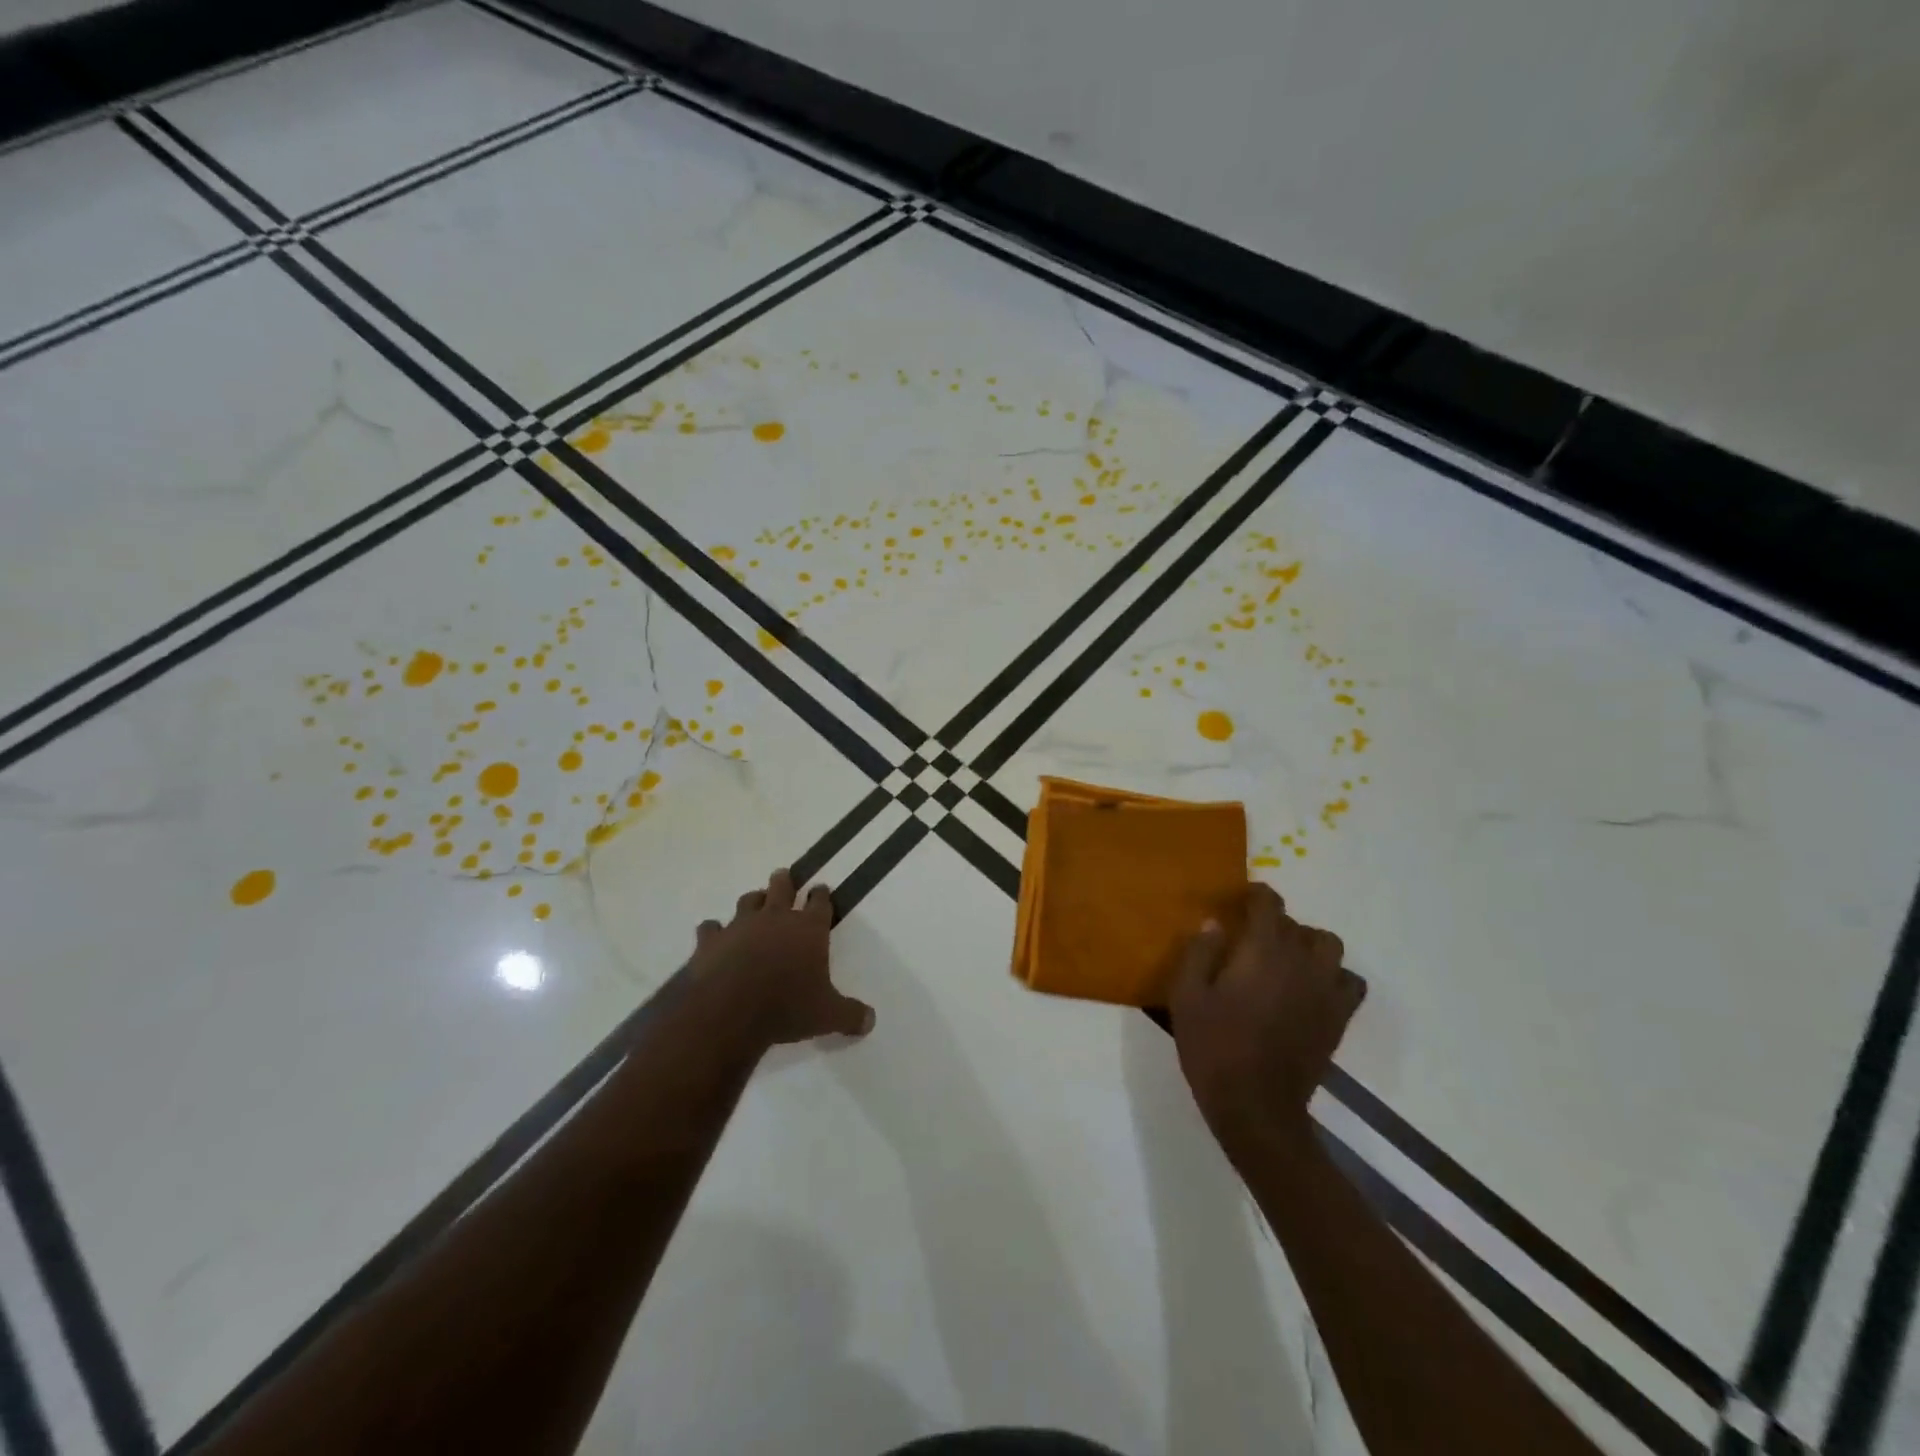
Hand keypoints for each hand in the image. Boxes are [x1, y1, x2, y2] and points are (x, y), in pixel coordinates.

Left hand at [689, 868, 874, 1046]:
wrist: (729, 1011)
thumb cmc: (786, 1008)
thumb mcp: (827, 1016)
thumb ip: (850, 1015)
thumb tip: (871, 1020)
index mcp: (808, 929)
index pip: (819, 903)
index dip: (821, 895)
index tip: (821, 889)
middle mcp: (775, 918)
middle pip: (781, 888)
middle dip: (784, 882)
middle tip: (783, 877)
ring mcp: (740, 926)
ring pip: (747, 901)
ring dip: (753, 901)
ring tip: (755, 902)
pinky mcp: (710, 941)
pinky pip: (710, 928)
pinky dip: (713, 931)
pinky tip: (713, 935)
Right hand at [1170, 883, 1364, 1154]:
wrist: (1256, 1107)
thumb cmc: (1213, 1047)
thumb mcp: (1187, 996)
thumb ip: (1200, 953)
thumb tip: (1215, 924)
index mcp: (1263, 951)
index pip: (1269, 903)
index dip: (1255, 894)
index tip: (1239, 900)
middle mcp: (1301, 963)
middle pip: (1297, 924)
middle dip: (1274, 924)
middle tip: (1250, 939)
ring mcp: (1325, 991)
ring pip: (1329, 947)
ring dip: (1307, 944)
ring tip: (1285, 959)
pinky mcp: (1338, 1019)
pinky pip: (1349, 982)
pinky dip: (1334, 976)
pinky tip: (1310, 988)